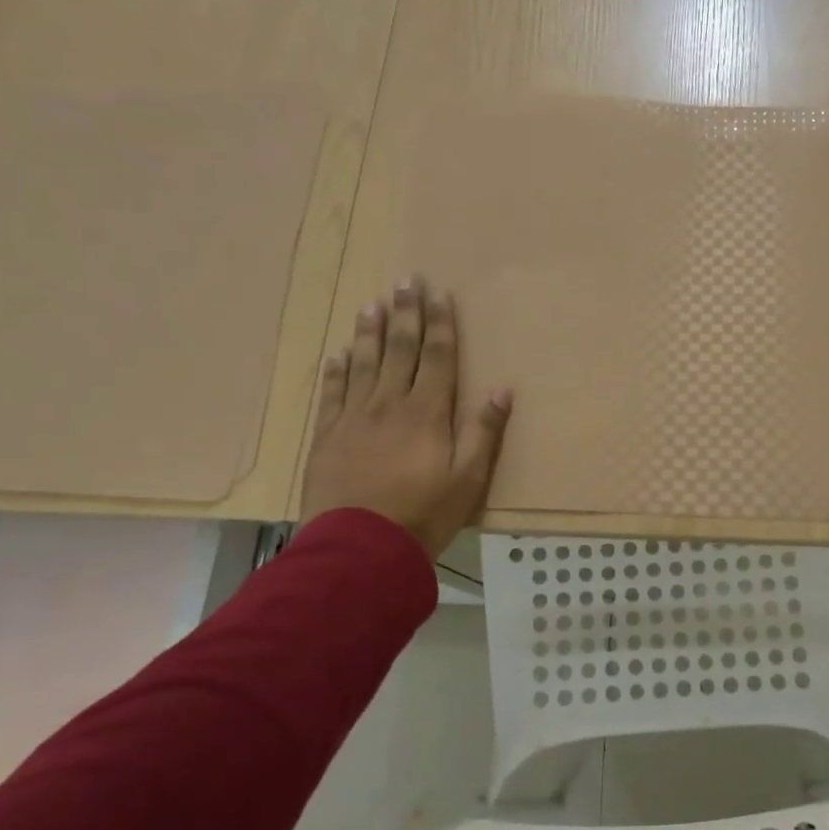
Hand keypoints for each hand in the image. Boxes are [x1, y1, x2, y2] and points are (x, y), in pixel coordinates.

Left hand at [298, 276, 511, 556]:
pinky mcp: (327, 436)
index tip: (440, 293)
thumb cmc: (424, 515)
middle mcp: (389, 404)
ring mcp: (354, 418)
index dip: (440, 323)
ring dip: (369, 332)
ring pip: (363, 363)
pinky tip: (338, 353)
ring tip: (371, 304)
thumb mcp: (469, 479)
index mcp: (427, 412)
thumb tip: (501, 390)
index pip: (436, 356)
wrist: (360, 549)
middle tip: (405, 280)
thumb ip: (484, 433)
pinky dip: (337, 370)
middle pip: (400, 350)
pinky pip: (332, 393)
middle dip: (406, 313)